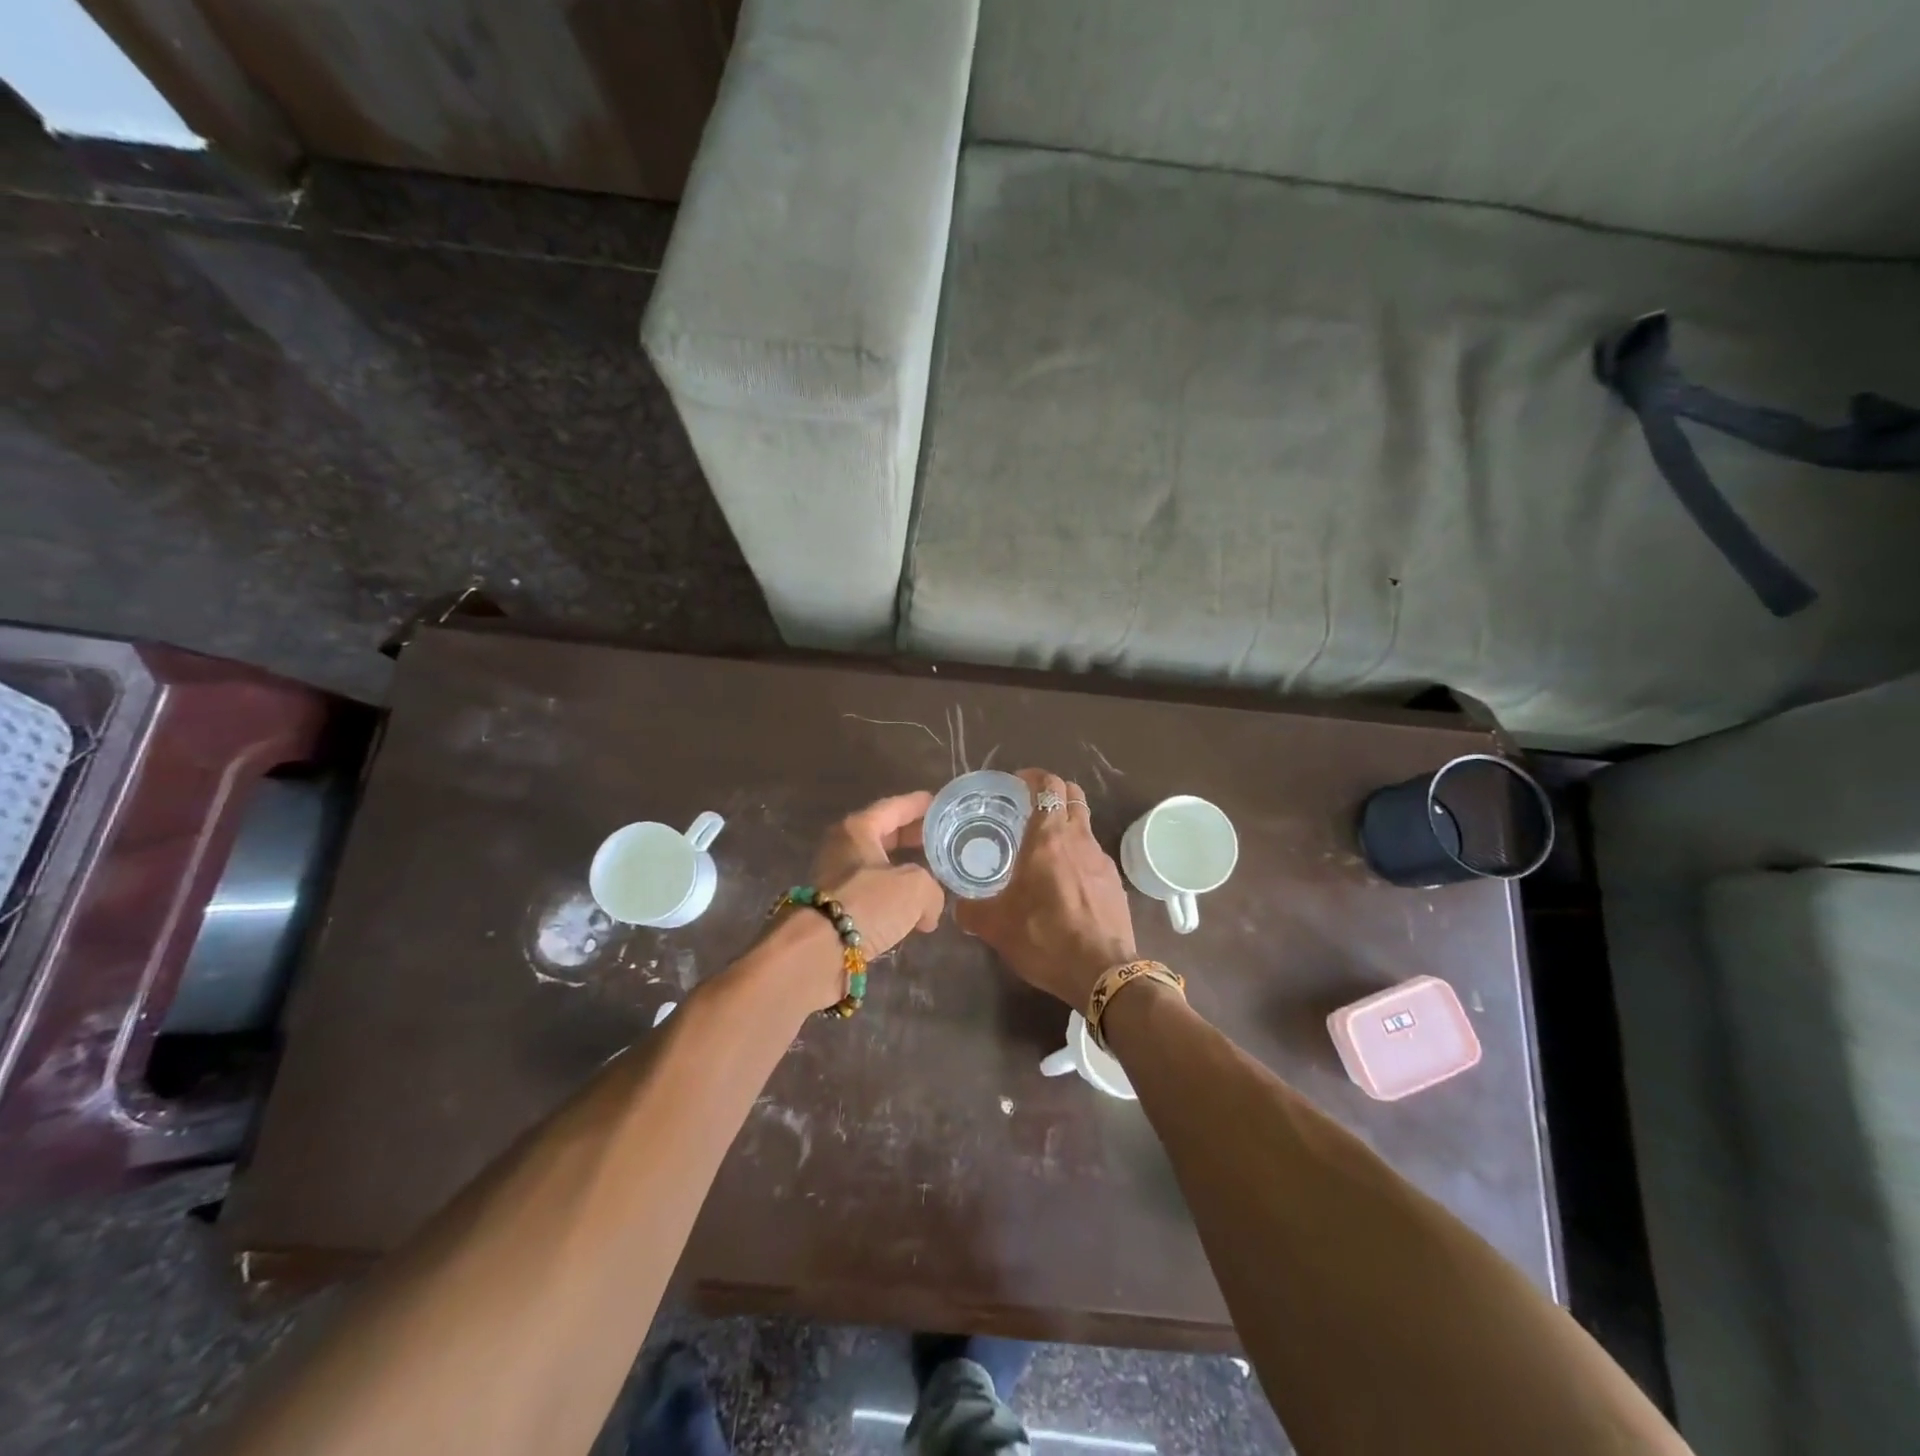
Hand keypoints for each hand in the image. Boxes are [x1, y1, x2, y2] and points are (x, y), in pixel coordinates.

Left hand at [767, 791, 944, 1010]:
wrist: (817, 953)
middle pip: (884, 836)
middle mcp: (842, 848)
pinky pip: (871, 897)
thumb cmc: (867, 903)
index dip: (919, 805)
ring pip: (877, 868)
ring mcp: (835, 880)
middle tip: (941, 840)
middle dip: (912, 838)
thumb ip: (932, 891)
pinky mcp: (834, 910)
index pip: (894, 807)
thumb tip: (928, 913)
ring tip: (933, 879)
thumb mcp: (915, 888)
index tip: (940, 804)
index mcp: (857, 829)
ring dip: (903, 873)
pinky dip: (892, 901)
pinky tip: (913, 913)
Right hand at [955, 769, 1136, 1009]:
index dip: (1034, 777)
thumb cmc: (1044, 938)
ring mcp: (1102, 860)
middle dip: (1054, 792)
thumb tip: (959, 908)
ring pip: (1085, 825)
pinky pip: (1094, 856)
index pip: (1048, 785)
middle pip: (1073, 795)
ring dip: (1066, 826)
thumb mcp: (996, 926)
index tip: (1017, 783)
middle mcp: (1079, 839)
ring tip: (1044, 850)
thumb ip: (972, 911)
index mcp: (1047, 838)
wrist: (1102, 972)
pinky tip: (1065, 883)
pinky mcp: (1115, 883)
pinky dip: (1078, 856)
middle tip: (1030, 807)